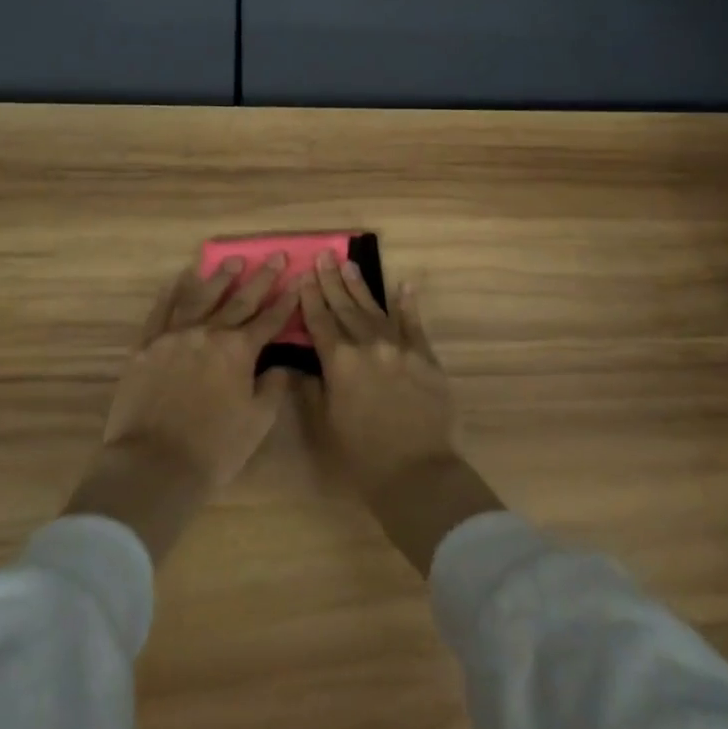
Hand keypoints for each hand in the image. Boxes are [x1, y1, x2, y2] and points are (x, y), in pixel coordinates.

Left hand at [66, 257, 297, 560]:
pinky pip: (161, 311)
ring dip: (219, 278)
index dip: (286, 300)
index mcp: (238, 350)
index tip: (298, 280)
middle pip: (240, 300)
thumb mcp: (257, 423)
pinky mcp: (146, 346)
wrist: (153, 466)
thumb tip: (281, 365)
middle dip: (261, 278)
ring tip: (233, 261)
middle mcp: (209, 332)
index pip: (269, 320)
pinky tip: (179, 279)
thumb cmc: (213, 450)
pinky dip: (172, 293)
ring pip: (201, 297)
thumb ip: (272, 388)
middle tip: (276, 255)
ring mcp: (175, 336)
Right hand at [298, 252, 503, 573]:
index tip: (303, 275)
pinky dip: (408, 304)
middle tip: (324, 255)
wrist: (417, 472)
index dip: (310, 298)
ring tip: (348, 264)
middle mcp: (367, 345)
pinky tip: (403, 285)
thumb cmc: (363, 456)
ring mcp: (399, 346)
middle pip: (345, 307)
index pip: (320, 321)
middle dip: (332, 281)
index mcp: (340, 362)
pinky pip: (414, 323)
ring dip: (360, 286)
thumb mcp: (327, 423)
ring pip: (375, 309)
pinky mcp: (424, 355)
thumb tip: (304, 364)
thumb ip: (314, 388)